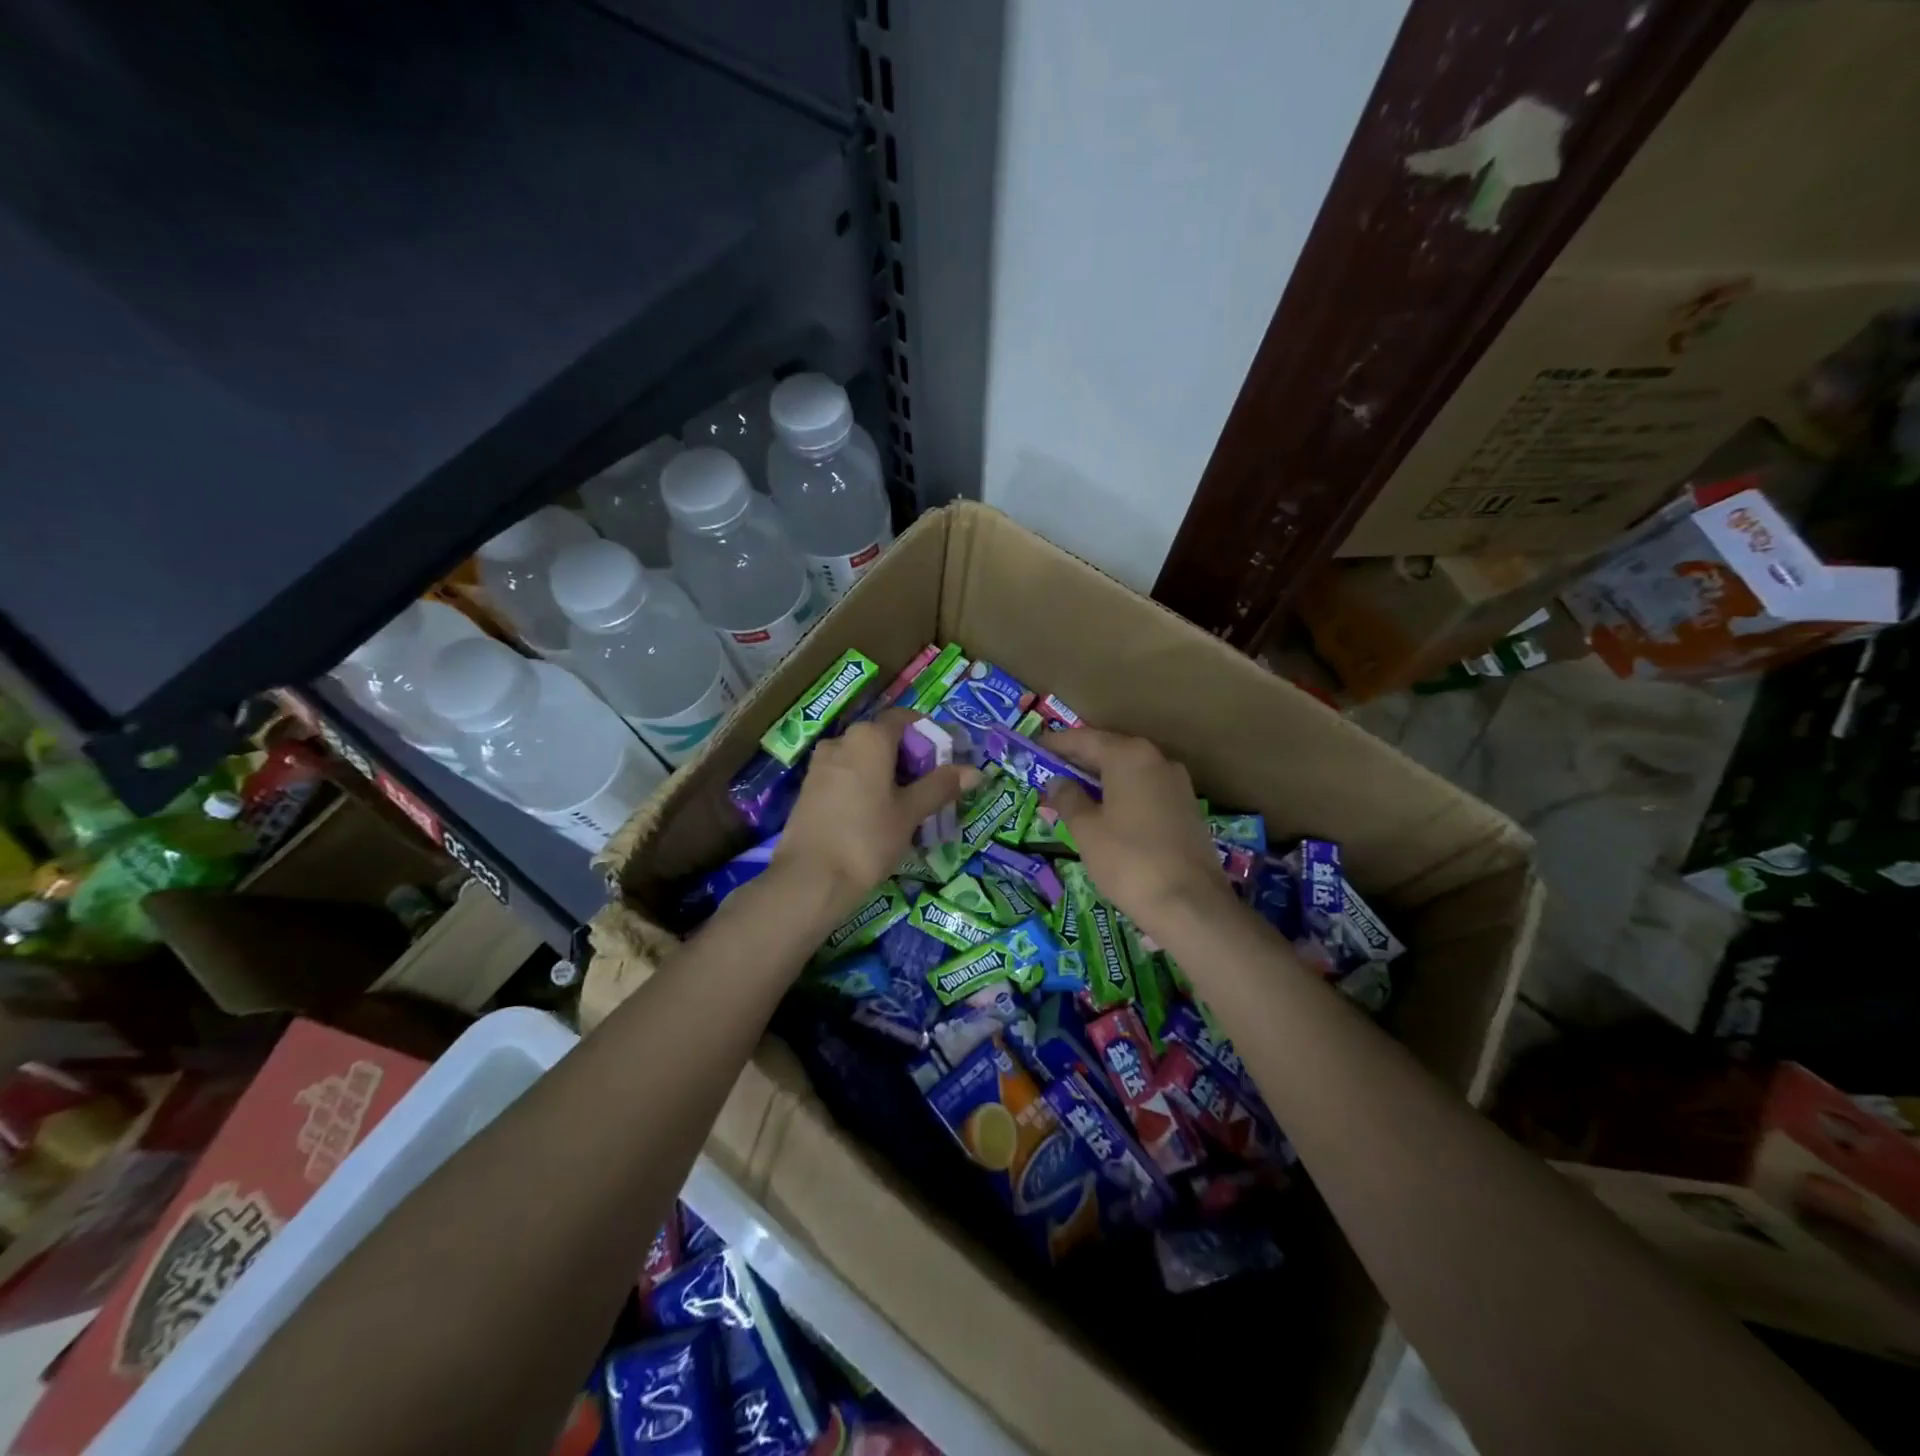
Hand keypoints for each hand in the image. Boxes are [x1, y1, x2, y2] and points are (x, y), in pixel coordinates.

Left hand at [774, 708, 978, 916]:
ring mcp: (820, 765)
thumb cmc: (868, 838)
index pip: (904, 719)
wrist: (810, 879)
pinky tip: (876, 816)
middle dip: (909, 758)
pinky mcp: (809, 789)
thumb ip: (940, 786)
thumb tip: (975, 771)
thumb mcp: (910, 812)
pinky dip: (865, 786)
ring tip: (906, 805)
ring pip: (863, 759)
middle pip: (883, 738)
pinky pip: (845, 776)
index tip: (946, 758)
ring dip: (886, 774)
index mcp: (869, 737)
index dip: (928, 734)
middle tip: (931, 787)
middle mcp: (841, 741)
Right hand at [1044, 729, 1231, 935]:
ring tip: (1074, 791)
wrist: (1189, 903)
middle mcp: (1156, 759)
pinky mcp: (1187, 808)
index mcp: (1128, 756)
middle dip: (1079, 760)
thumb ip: (1068, 798)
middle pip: (1110, 750)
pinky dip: (1123, 793)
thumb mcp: (1086, 829)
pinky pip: (1146, 789)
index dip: (1057, 743)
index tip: (1036, 747)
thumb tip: (1058, 782)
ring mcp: (1177, 783)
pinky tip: (1107, 811)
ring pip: (1130, 771)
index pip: (1084, 739)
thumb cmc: (1128, 860)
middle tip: (1051, 769)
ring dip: (1102, 778)